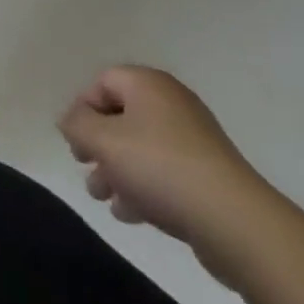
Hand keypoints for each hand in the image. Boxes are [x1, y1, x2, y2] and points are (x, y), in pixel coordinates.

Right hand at [57, 66, 273, 256]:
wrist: (235, 222)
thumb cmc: (160, 167)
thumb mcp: (104, 142)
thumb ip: (77, 125)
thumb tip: (69, 120)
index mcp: (147, 83)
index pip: (102, 82)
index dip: (82, 109)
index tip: (75, 142)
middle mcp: (171, 101)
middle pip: (122, 115)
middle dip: (99, 145)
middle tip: (86, 170)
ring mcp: (194, 138)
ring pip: (142, 147)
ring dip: (118, 170)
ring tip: (105, 199)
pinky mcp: (209, 174)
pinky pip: (165, 171)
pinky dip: (145, 186)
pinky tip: (132, 214)